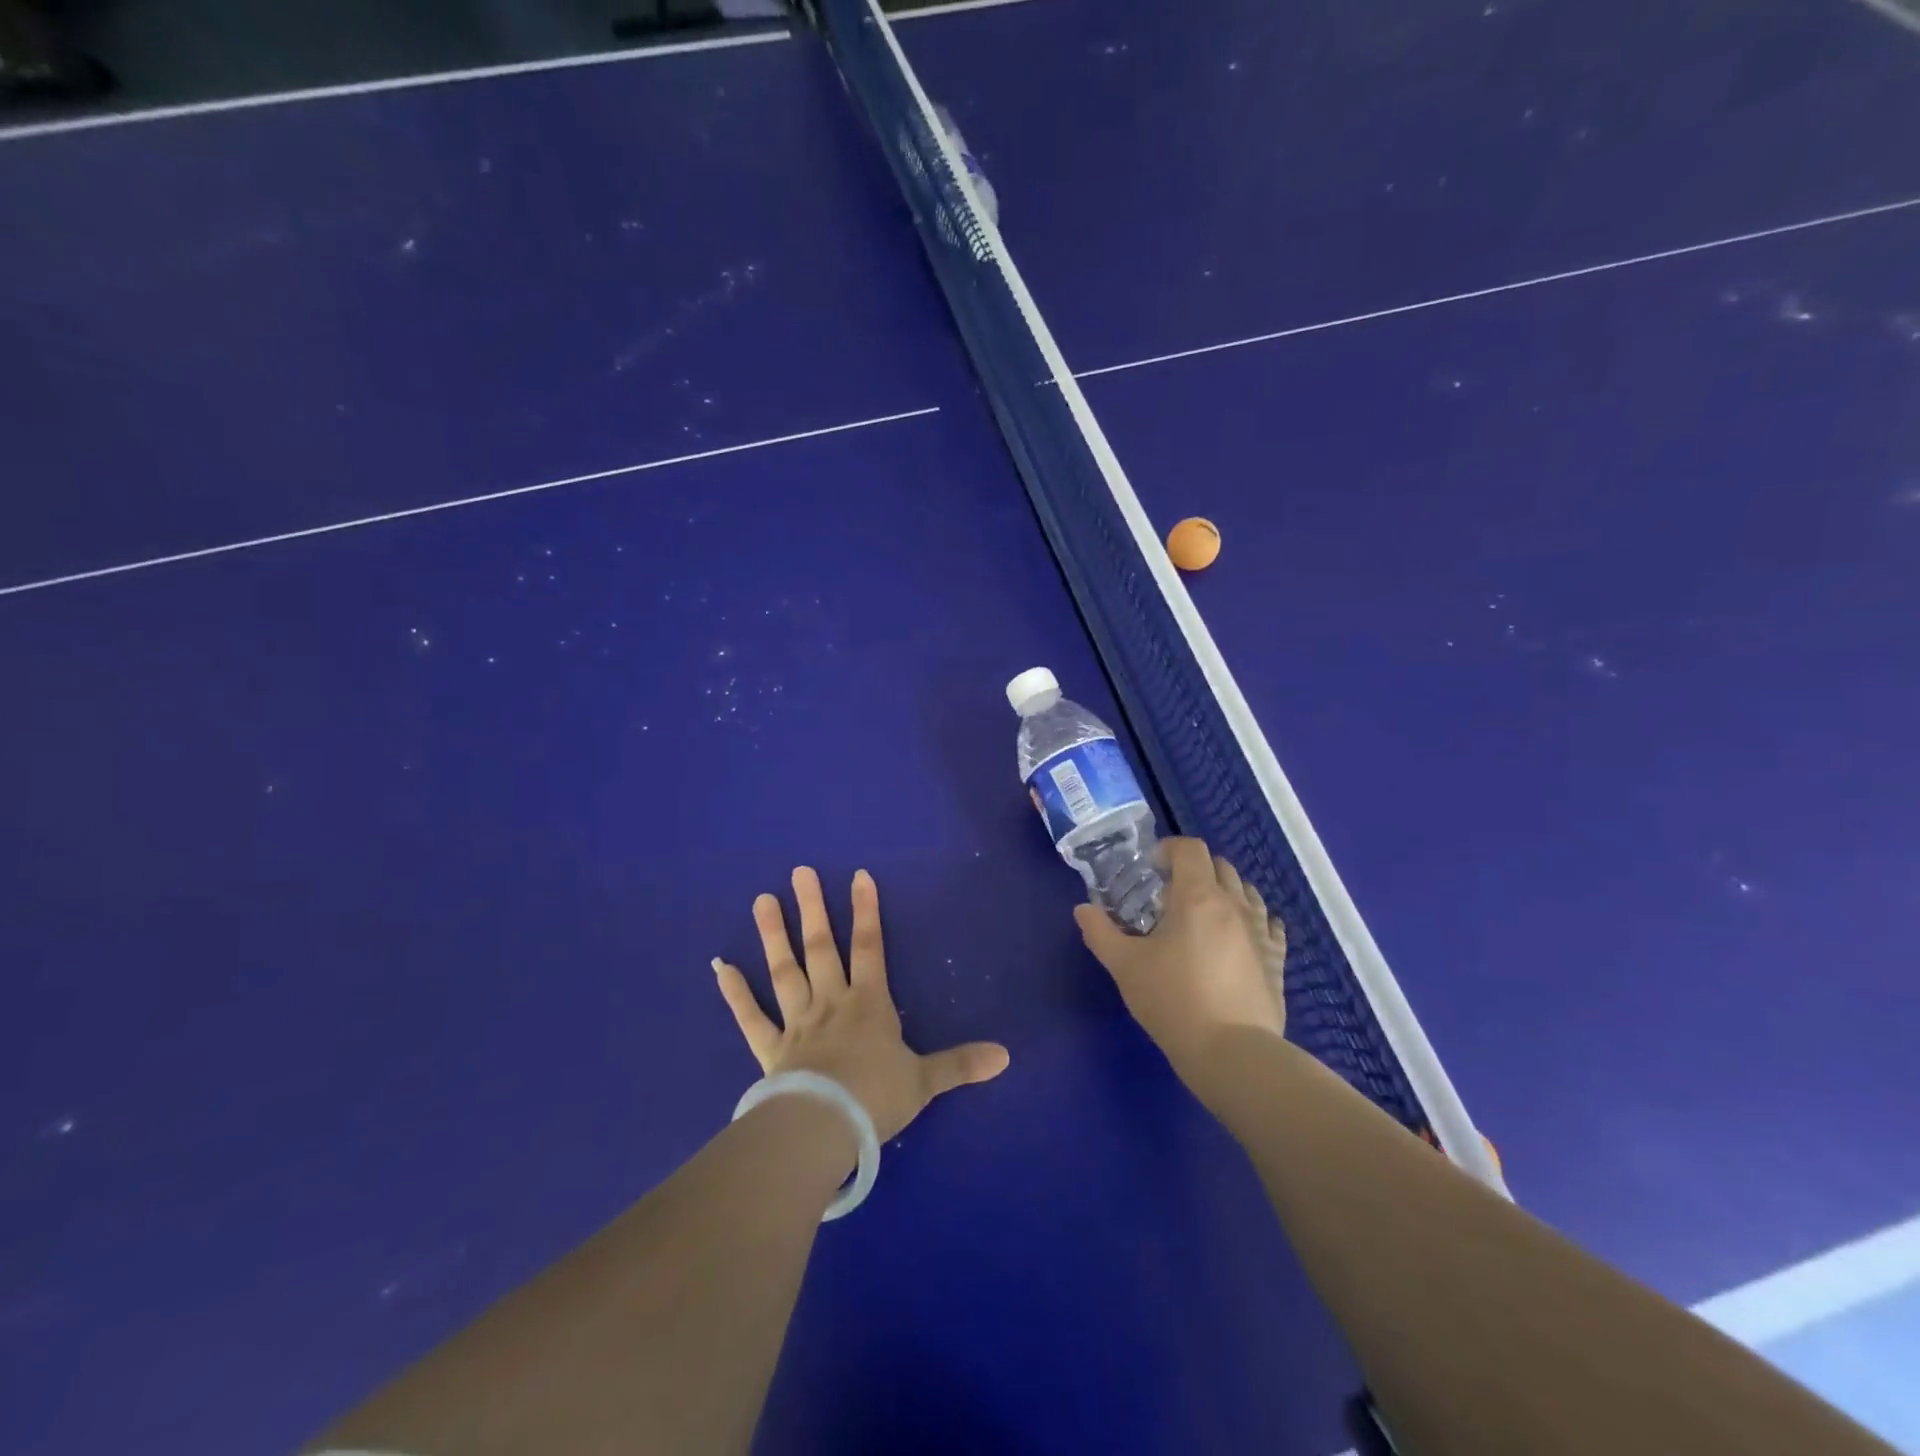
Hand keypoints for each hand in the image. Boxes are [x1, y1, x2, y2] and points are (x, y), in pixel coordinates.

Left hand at [714, 867, 1010, 1142]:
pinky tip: (720, 967)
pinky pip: (750, 1018)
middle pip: (822, 947)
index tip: (858, 877)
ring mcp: (797, 1024)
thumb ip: (961, 1064)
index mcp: (869, 1004)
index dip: (866, 911)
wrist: (825, 1129)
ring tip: (762, 900)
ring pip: (784, 971)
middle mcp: (831, 1003)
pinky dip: (735, 994)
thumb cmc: (877, 1099)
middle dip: (813, 908)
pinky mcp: (770, 1050)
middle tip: (800, 872)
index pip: (870, 947)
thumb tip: (1006, 1055)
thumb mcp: (926, 1081)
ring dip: (774, 935)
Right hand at [1074, 838, 1287, 1098]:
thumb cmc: (1172, 1000)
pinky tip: (1240, 937)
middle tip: (1171, 894)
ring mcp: (1260, 932)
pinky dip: (1253, 920)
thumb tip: (1083, 909)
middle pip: (1221, 866)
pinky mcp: (1276, 960)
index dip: (1169, 849)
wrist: (1231, 1053)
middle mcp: (1234, 905)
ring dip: (1225, 891)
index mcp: (1197, 897)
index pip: (1190, 849)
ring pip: (1248, 892)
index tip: (1151, 869)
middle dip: (1196, 869)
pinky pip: (1269, 924)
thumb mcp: (1124, 966)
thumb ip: (1100, 932)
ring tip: (1204, 915)